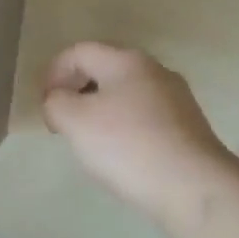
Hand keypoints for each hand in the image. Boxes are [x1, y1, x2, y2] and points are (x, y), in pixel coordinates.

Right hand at [41, 42, 238, 227]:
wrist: (194, 186)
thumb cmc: (129, 146)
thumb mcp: (77, 122)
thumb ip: (57, 103)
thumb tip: (58, 99)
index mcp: (127, 60)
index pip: (81, 51)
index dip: (55, 71)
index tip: (44, 104)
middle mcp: (155, 69)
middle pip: (106, 67)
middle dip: (79, 89)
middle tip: (64, 120)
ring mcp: (176, 97)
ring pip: (128, 92)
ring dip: (102, 108)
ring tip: (91, 140)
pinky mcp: (189, 125)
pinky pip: (146, 115)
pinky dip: (126, 125)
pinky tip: (124, 154)